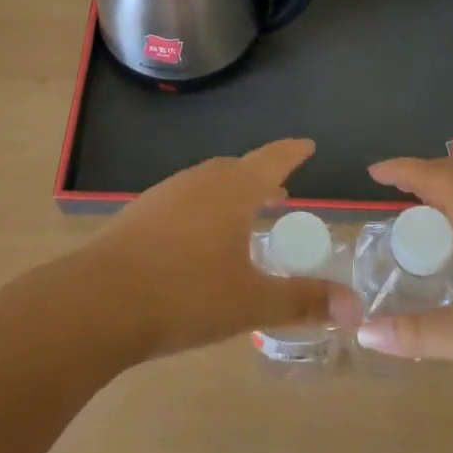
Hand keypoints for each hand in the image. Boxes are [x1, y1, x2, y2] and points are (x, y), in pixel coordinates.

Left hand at [87, 139, 335, 358]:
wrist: (97, 301)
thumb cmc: (185, 294)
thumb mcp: (251, 302)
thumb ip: (303, 301)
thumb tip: (356, 308)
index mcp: (232, 190)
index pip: (272, 159)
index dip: (292, 152)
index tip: (307, 145)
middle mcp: (198, 182)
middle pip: (237, 169)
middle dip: (261, 177)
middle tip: (279, 193)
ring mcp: (163, 195)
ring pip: (206, 184)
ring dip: (229, 194)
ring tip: (241, 218)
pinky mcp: (138, 214)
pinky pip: (182, 201)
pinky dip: (201, 210)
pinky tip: (196, 241)